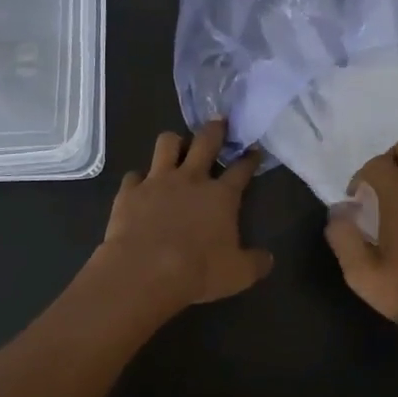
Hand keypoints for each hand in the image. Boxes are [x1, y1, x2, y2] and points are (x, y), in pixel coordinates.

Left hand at [94, 121, 273, 309]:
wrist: (144, 271)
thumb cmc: (198, 272)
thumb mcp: (238, 274)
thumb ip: (255, 263)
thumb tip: (267, 258)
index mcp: (221, 196)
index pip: (241, 169)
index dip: (249, 158)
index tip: (254, 150)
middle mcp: (191, 179)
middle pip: (205, 141)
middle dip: (215, 129)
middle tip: (219, 122)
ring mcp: (157, 181)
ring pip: (167, 143)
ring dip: (174, 142)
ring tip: (176, 146)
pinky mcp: (130, 191)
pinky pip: (134, 175)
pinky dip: (139, 179)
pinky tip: (140, 186)